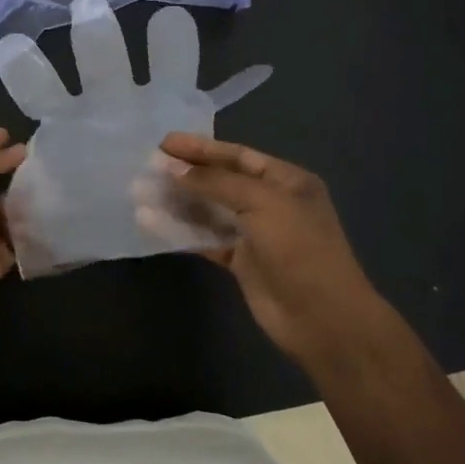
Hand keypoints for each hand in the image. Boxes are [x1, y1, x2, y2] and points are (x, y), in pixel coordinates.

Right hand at [152, 133, 380, 371]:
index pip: (237, 156)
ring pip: (209, 210)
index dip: (201, 148)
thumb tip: (172, 168)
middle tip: (147, 167)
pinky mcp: (241, 261)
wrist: (323, 319)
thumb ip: (216, 183)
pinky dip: (180, 231)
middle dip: (185, 174)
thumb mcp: (262, 204)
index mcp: (286, 181)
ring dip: (177, 202)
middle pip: (220, 181)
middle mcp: (270, 202)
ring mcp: (255, 233)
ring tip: (141, 192)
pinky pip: (205, 239)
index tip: (164, 143)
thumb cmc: (300, 249)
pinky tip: (152, 223)